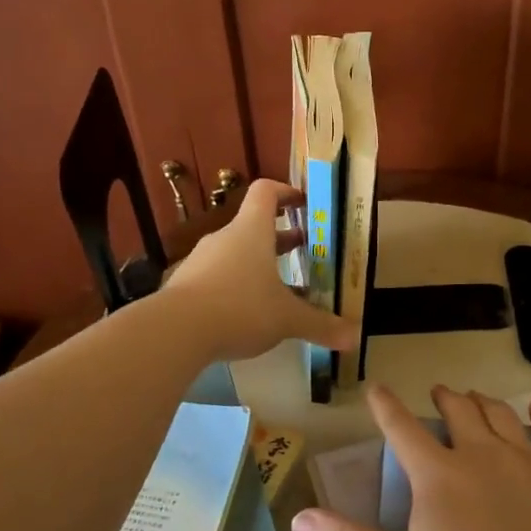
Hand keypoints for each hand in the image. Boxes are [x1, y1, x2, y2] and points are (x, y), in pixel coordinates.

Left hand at [164, 179, 357, 363]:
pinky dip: (236, 286)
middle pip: (253, 226)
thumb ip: (320, 325)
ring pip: (236, 254)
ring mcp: (201, 261)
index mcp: (251, 231)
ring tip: (280, 287)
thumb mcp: (287, 319)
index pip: (266, 192)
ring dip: (259, 264)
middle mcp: (225, 239)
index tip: (304, 203)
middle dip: (280, 237)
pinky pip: (218, 277)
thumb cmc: (240, 308)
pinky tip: (248, 313)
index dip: (286, 192)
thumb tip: (356, 338)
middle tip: (304, 250)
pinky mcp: (186, 286)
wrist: (175, 331)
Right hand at [291, 385, 530, 530]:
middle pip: (459, 412)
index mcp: (437, 475)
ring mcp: (526, 460)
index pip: (403, 429)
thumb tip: (298, 518)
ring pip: (501, 416)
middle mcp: (480, 454)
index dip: (387, 407)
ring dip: (484, 402)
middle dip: (445, 398)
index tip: (377, 388)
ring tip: (476, 396)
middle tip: (440, 391)